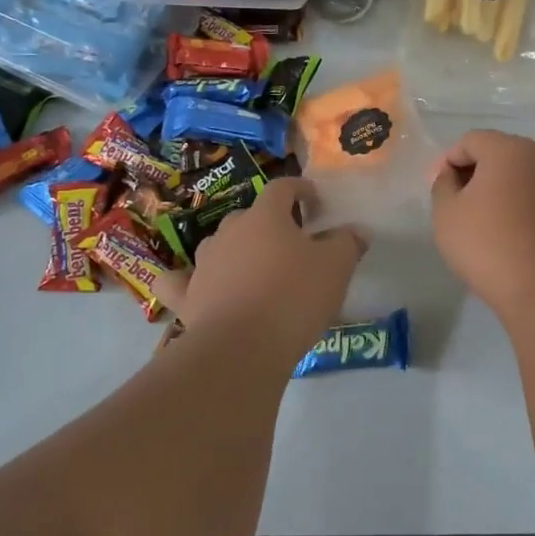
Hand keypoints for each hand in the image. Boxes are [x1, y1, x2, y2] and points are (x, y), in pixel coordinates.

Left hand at [155, 179, 364, 352]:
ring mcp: (204, 263)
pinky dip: (185, 281)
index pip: (283, 188)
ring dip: (237, 251)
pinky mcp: (186, 296)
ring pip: (220, 245)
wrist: (242, 348)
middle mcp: (230, 231)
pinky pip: (179, 282)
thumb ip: (347, 243)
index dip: (301, 190)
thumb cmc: (294, 297)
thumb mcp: (336, 268)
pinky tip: (192, 287)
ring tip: (256, 271)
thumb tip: (355, 231)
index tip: (316, 203)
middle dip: (270, 225)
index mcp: (266, 217)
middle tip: (291, 246)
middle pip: (250, 216)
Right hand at [430, 130, 534, 313]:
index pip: (472, 141)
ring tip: (512, 211)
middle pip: (509, 152)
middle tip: (470, 203)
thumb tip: (452, 174)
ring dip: (526, 181)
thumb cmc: (489, 246)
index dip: (452, 161)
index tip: (443, 189)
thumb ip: (443, 185)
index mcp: (508, 149)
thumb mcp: (446, 215)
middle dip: (487, 171)